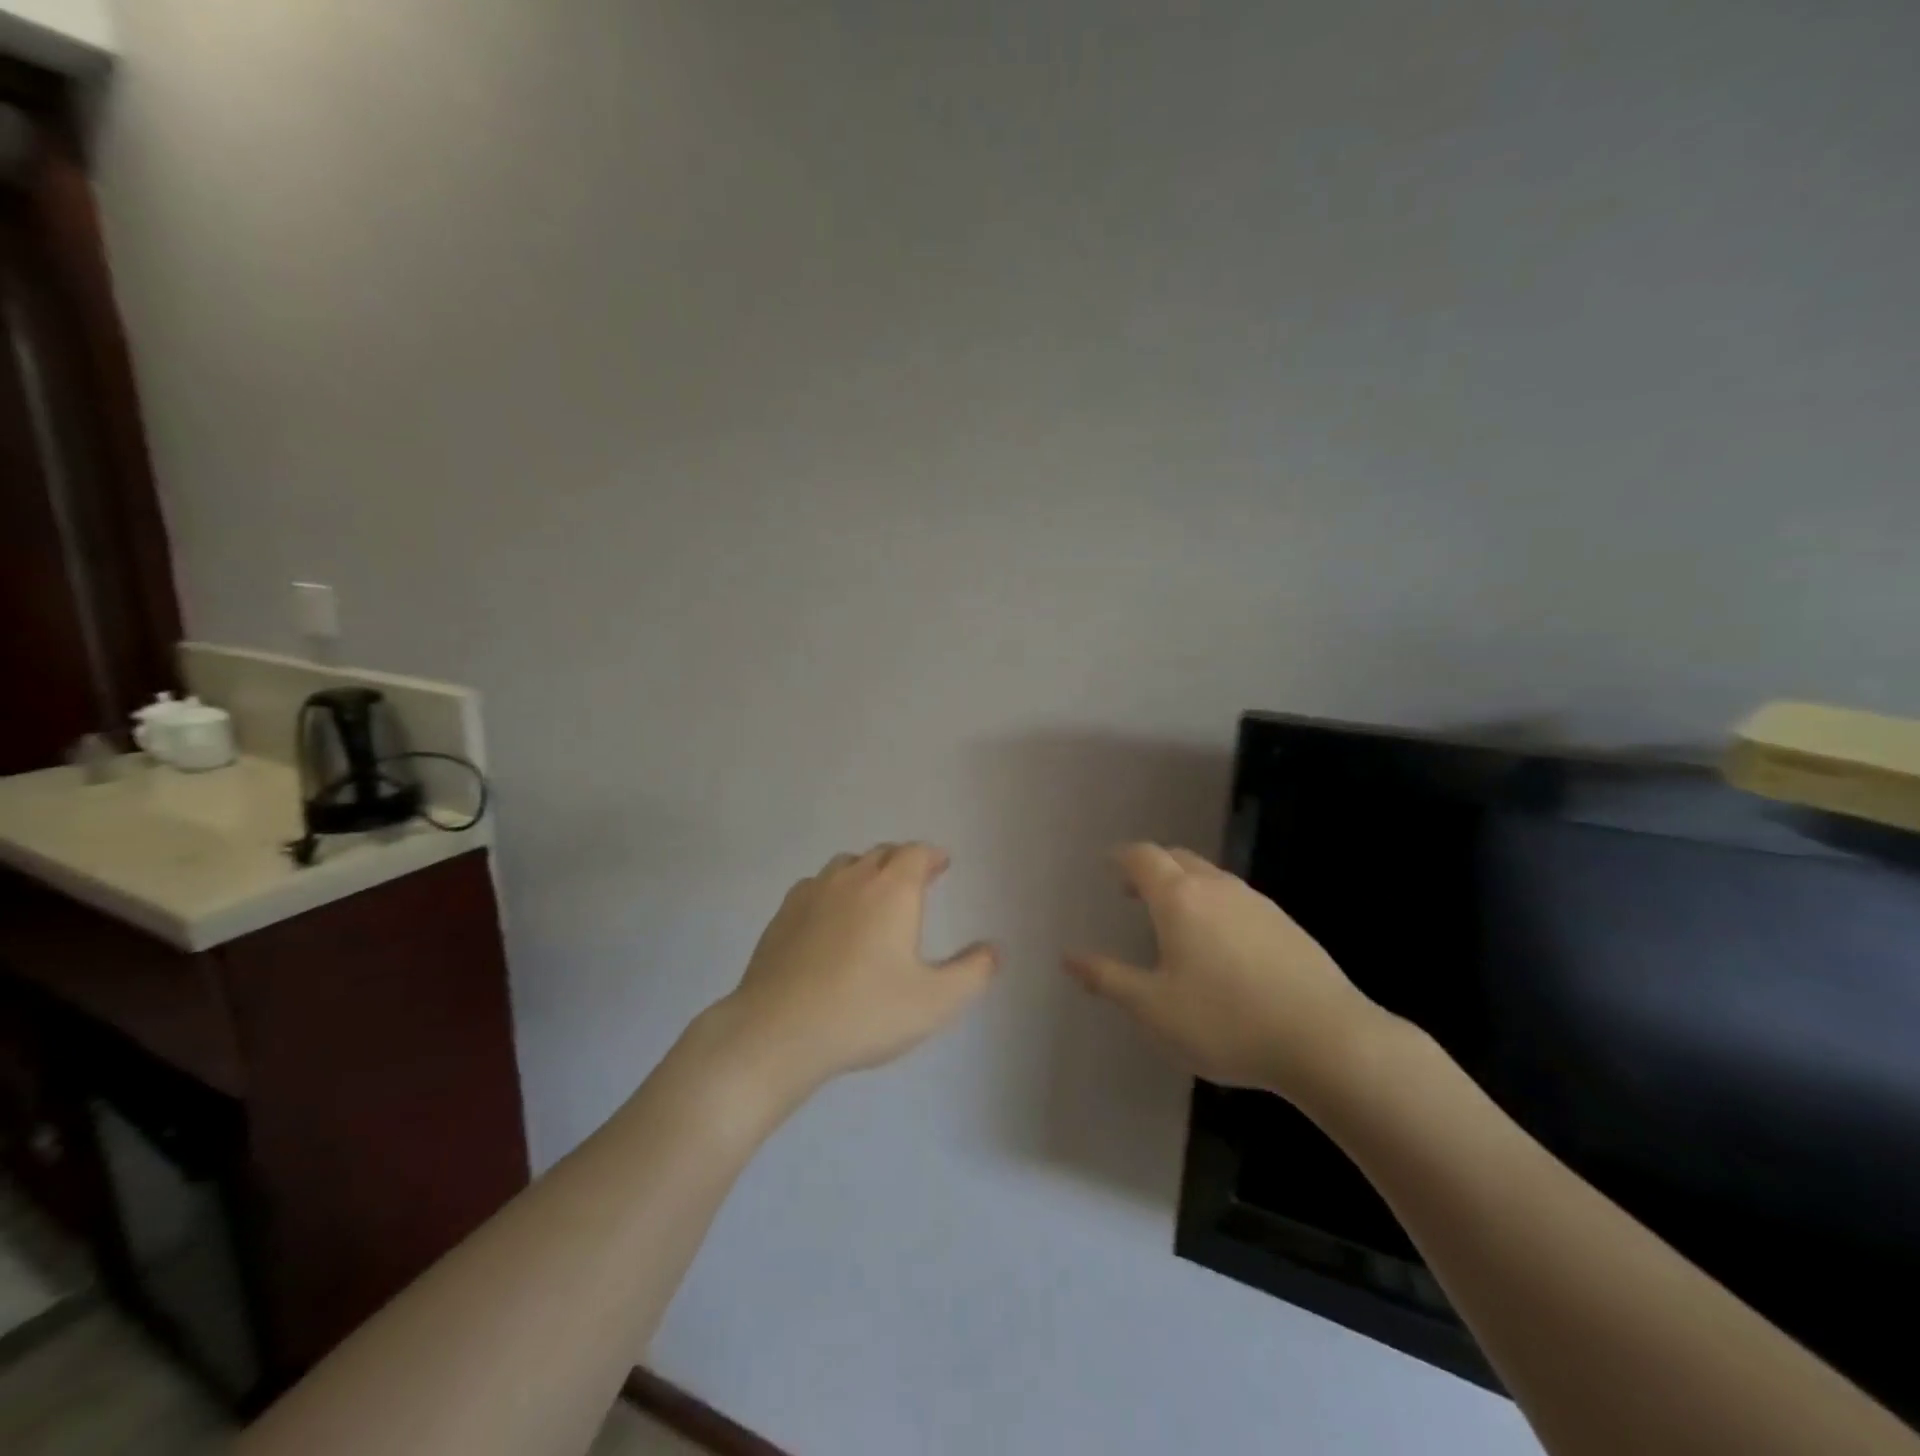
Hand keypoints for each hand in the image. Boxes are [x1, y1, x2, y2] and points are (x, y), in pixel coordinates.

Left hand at [713, 843, 998, 1099]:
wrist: (778, 1032)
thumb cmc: (865, 1011)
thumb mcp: (935, 1002)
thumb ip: (972, 973)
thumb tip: (993, 949)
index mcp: (892, 889)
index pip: (916, 853)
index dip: (932, 856)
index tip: (942, 865)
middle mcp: (851, 879)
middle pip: (881, 854)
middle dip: (902, 862)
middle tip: (915, 880)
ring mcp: (811, 894)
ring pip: (844, 866)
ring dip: (865, 872)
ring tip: (874, 896)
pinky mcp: (782, 916)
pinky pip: (814, 887)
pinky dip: (832, 892)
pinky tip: (830, 919)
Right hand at [1066, 843, 1387, 1104]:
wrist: (1326, 1040)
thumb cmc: (1226, 1021)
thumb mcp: (1153, 1009)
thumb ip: (1108, 978)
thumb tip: (1068, 957)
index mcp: (1179, 898)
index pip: (1143, 857)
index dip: (1121, 857)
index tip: (1108, 865)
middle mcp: (1217, 887)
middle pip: (1177, 858)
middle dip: (1151, 867)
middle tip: (1133, 891)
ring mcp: (1256, 903)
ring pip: (1210, 877)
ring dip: (1185, 886)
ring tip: (1174, 919)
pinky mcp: (1286, 924)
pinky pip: (1237, 899)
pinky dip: (1214, 905)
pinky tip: (1220, 945)